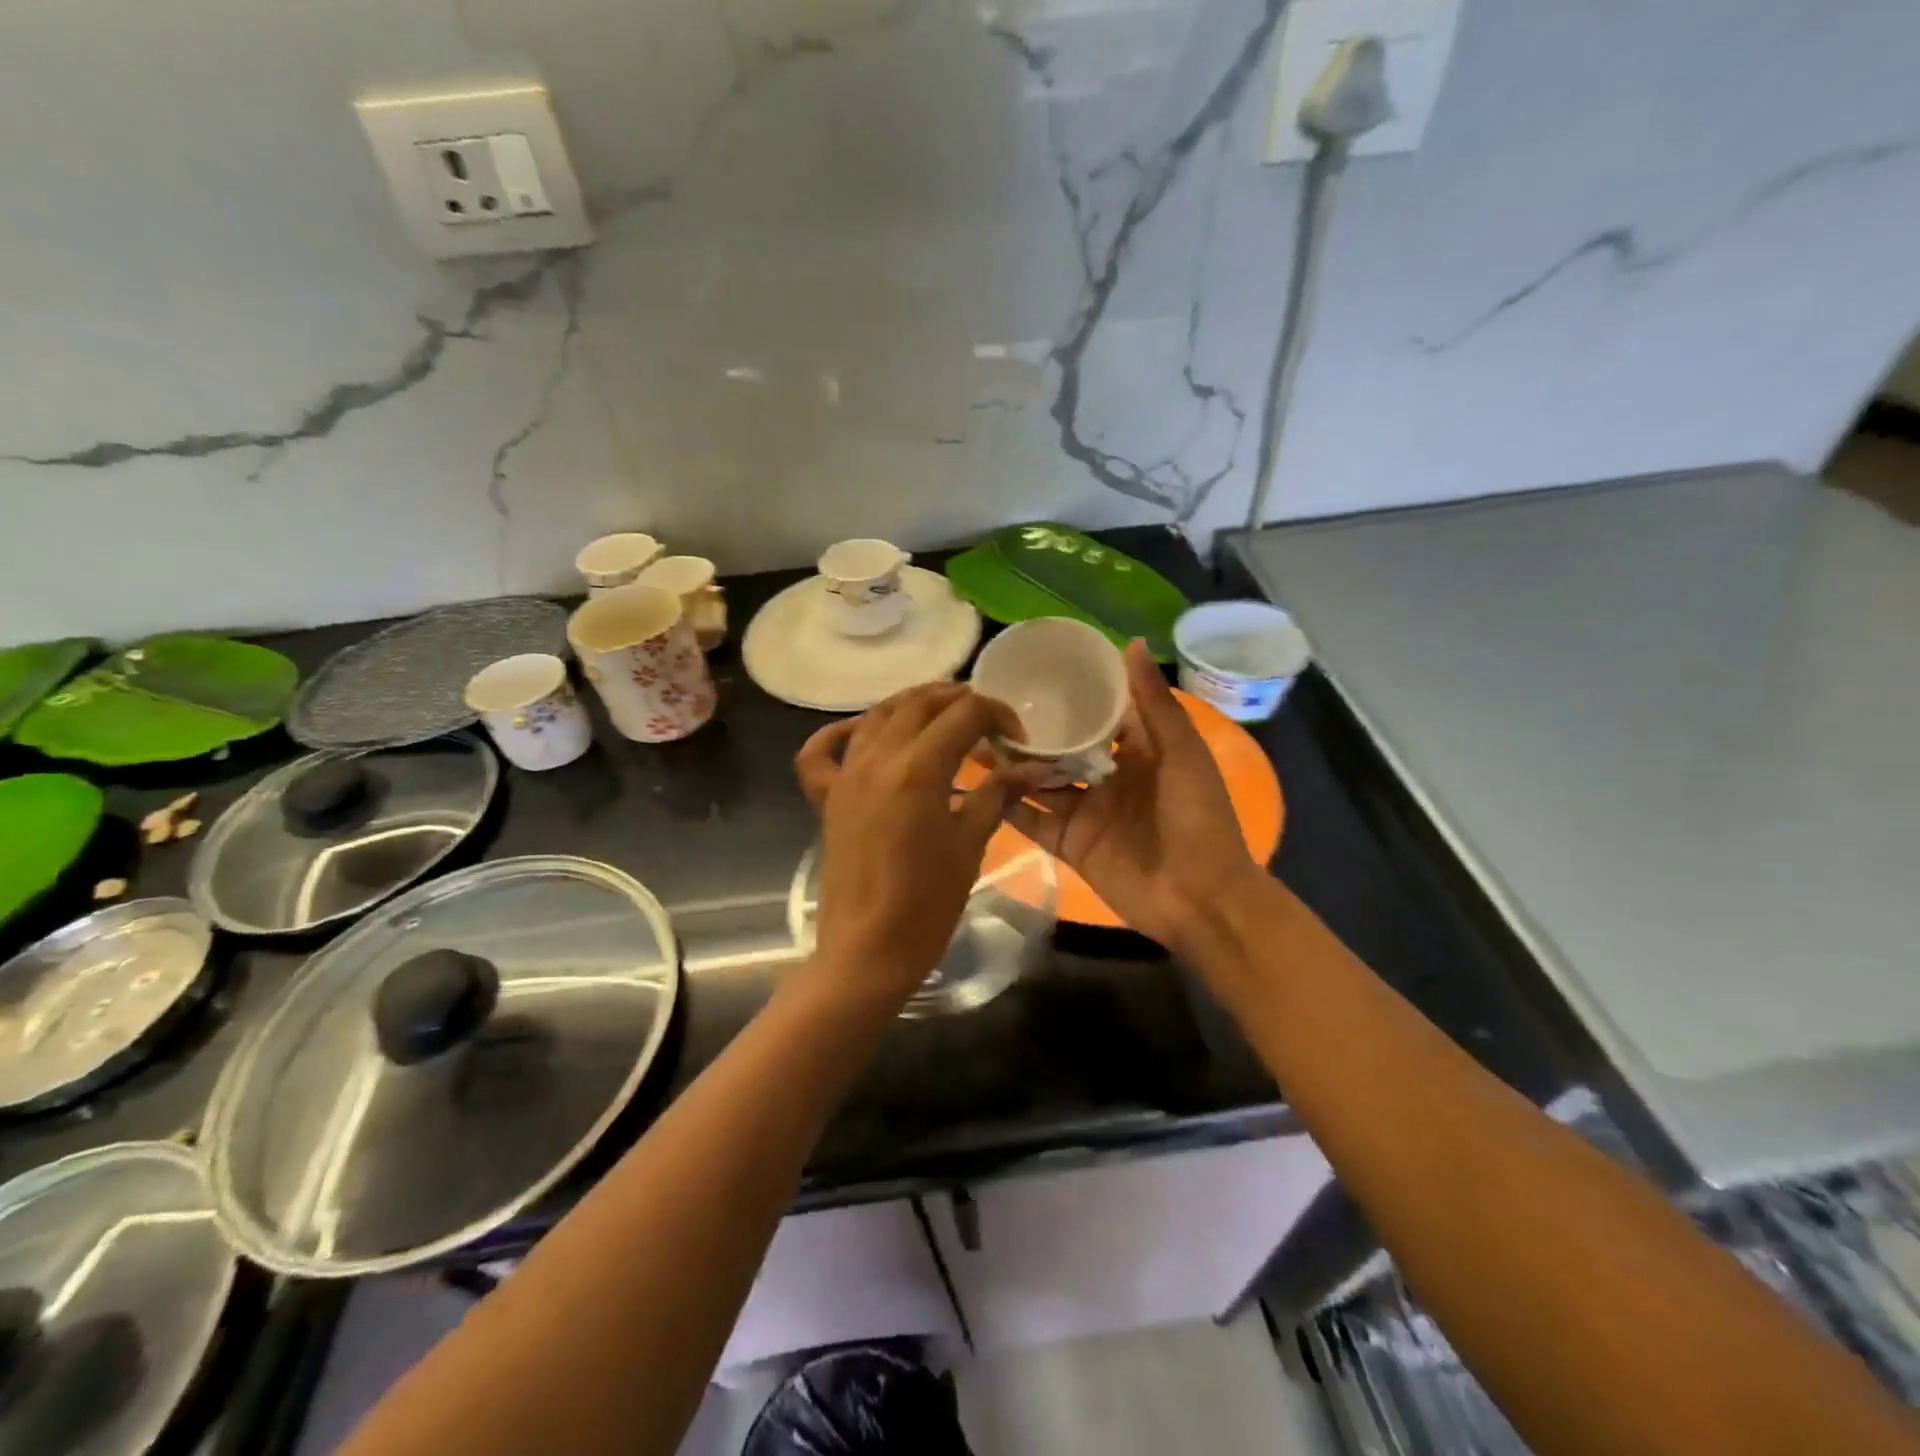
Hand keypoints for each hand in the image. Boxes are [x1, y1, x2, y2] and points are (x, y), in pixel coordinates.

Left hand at [794, 684, 1025, 1002]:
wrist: (868, 951)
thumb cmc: (927, 904)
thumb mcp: (970, 844)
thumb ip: (997, 794)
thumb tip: (1033, 766)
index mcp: (918, 769)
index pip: (964, 714)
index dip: (997, 714)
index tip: (1017, 737)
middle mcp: (876, 758)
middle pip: (919, 704)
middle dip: (958, 701)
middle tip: (986, 722)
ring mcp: (845, 775)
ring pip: (877, 716)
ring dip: (913, 706)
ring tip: (943, 717)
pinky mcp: (826, 797)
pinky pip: (821, 751)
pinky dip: (842, 732)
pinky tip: (863, 732)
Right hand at [1003, 641, 1263, 951]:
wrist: (1201, 899)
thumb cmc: (1198, 818)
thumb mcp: (1181, 753)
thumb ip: (1153, 703)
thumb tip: (1128, 643)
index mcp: (1136, 751)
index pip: (1096, 714)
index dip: (1068, 694)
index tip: (1030, 670)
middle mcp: (1105, 777)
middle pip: (1059, 748)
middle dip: (1028, 731)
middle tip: (984, 707)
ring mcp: (1085, 812)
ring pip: (1039, 782)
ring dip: (1010, 765)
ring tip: (971, 740)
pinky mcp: (1070, 845)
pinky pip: (1034, 822)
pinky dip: (1008, 807)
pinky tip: (976, 787)